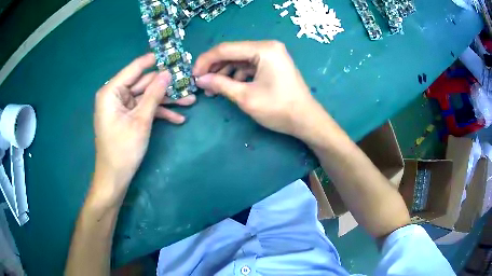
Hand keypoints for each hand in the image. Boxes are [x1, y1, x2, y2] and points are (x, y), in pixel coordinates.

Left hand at [94, 53, 195, 197]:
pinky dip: (159, 113)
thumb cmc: (123, 149)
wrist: (115, 177)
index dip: (154, 60)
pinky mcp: (128, 117)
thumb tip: (168, 73)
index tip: (173, 54)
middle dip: (166, 86)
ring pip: (147, 97)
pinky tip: (178, 119)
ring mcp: (123, 106)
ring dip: (167, 100)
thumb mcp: (141, 120)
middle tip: (188, 82)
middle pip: (144, 83)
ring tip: (190, 101)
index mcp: (112, 91)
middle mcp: (116, 95)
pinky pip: (144, 109)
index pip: (135, 68)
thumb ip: (154, 94)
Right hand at [193, 41, 324, 137]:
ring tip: (212, 88)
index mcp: (263, 49)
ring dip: (224, 72)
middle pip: (232, 52)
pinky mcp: (272, 64)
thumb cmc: (278, 109)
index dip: (206, 61)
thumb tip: (199, 80)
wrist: (306, 120)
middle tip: (201, 83)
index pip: (226, 49)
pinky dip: (237, 75)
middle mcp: (267, 47)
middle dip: (214, 67)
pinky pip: (249, 66)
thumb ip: (220, 84)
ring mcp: (271, 55)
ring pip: (239, 60)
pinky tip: (228, 87)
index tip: (193, 75)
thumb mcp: (246, 97)